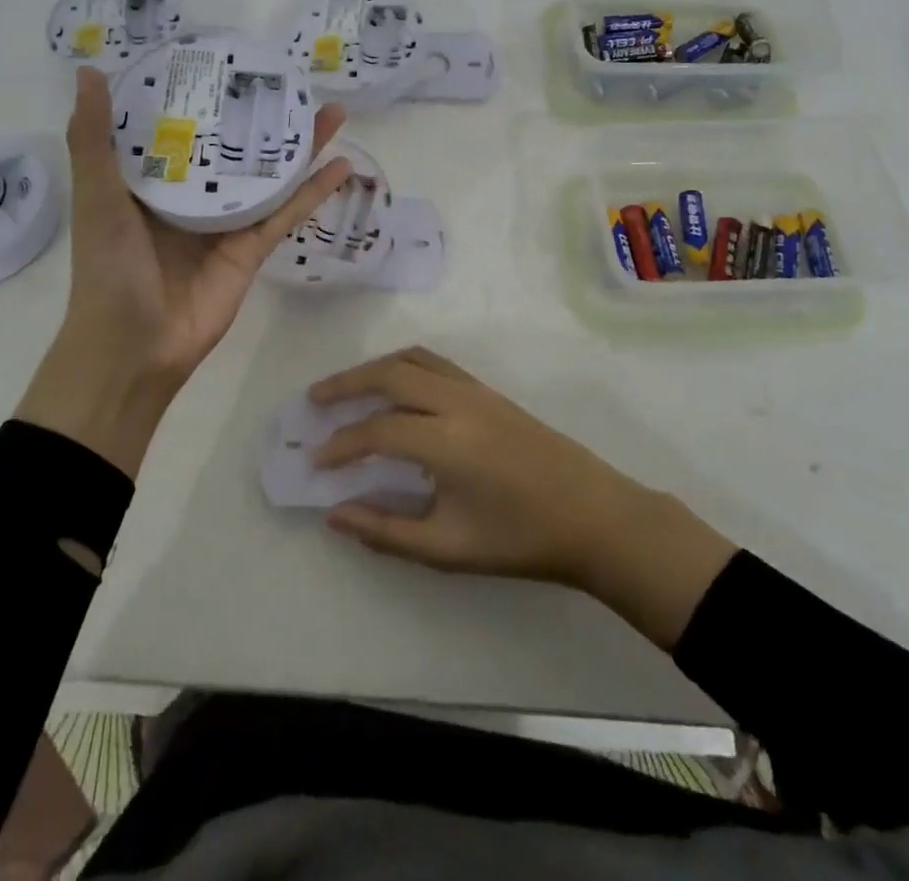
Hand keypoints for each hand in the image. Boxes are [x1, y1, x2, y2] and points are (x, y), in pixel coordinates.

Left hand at [19, 66, 351, 474]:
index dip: (201, 94)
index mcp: (150, 180)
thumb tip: (90, 72)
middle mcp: (191, 196)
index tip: (224, 59)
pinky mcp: (252, 249)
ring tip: (329, 111)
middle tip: (291, 81)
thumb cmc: (109, 267)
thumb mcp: (97, 196)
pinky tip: (341, 164)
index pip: (179, 126)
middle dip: (260, 116)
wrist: (134, 347)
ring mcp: (225, 223)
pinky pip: (286, 213)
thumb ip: (93, 139)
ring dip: (298, 146)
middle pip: (232, 147)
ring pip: (267, 175)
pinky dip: (313, 191)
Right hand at [312, 347, 737, 647]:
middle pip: (389, 373)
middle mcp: (457, 402)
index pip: (376, 430)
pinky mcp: (490, 391)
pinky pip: (437, 362)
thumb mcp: (449, 549)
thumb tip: (335, 514)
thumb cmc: (521, 539)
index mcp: (446, 441)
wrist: (595, 516)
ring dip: (375, 368)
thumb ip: (386, 531)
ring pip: (414, 359)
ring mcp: (476, 390)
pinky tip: (396, 388)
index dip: (341, 444)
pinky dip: (405, 365)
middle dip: (346, 383)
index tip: (316, 460)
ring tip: (347, 387)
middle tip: (314, 400)